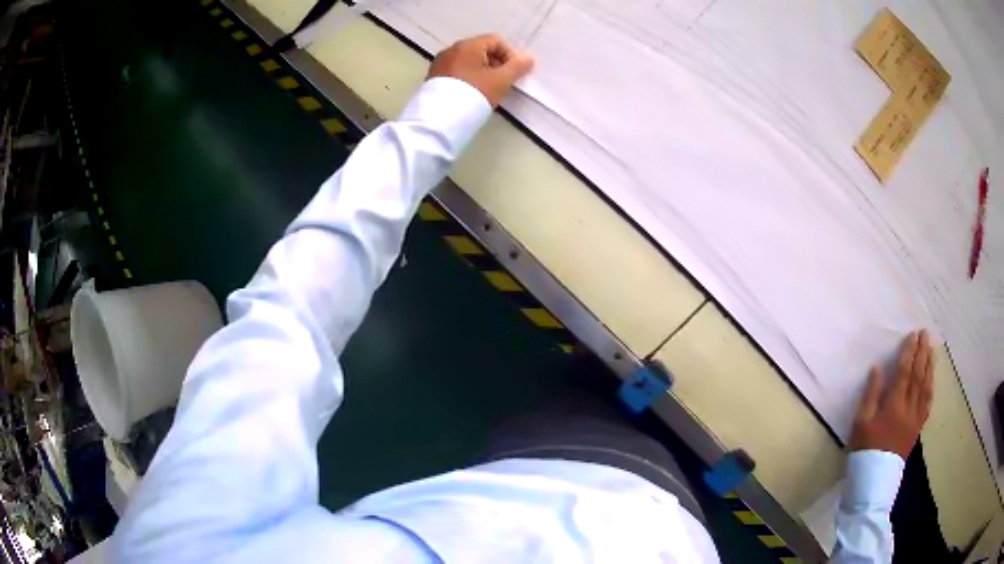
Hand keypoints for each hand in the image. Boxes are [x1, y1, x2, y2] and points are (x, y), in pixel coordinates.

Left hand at [428, 34, 533, 106]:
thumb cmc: (474, 94)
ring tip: (487, 90)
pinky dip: (468, 77)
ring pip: (469, 61)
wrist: (440, 119)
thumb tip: (529, 58)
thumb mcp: (500, 81)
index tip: (512, 73)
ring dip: (482, 71)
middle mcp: (451, 49)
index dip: (509, 55)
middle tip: (501, 82)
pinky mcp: (433, 77)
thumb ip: (517, 67)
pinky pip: (456, 70)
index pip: (496, 41)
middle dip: (496, 64)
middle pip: (481, 49)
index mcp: (468, 45)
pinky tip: (471, 93)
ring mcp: (440, 63)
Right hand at [850, 330, 934, 459]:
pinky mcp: (917, 428)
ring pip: (925, 387)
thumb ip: (871, 394)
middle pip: (918, 375)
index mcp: (894, 404)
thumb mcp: (861, 422)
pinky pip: (927, 403)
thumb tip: (877, 368)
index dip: (909, 352)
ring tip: (931, 349)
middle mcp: (909, 407)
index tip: (913, 335)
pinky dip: (930, 387)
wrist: (874, 479)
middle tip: (925, 334)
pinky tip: (931, 379)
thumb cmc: (865, 449)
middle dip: (922, 353)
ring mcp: (916, 418)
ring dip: (929, 366)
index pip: (904, 372)